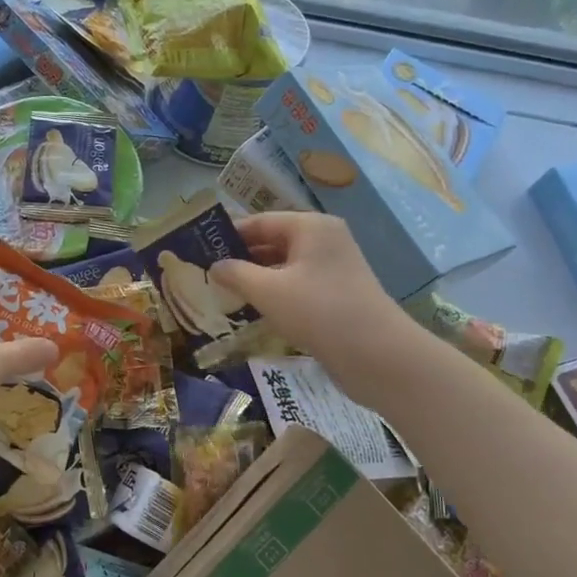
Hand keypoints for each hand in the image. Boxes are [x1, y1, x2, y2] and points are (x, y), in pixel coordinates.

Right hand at [212, 212, 418, 397]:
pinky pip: (297, 283)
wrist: (377, 355)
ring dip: (256, 277)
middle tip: (206, 273)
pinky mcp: (337, 293)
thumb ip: (236, 274)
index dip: (229, 234)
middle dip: (241, 257)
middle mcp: (324, 239)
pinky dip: (275, 292)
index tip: (199, 249)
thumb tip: (214, 265)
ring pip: (284, 264)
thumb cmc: (319, 311)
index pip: (260, 221)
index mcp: (311, 227)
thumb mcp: (268, 291)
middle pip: (273, 240)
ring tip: (223, 291)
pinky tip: (253, 308)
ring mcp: (334, 267)